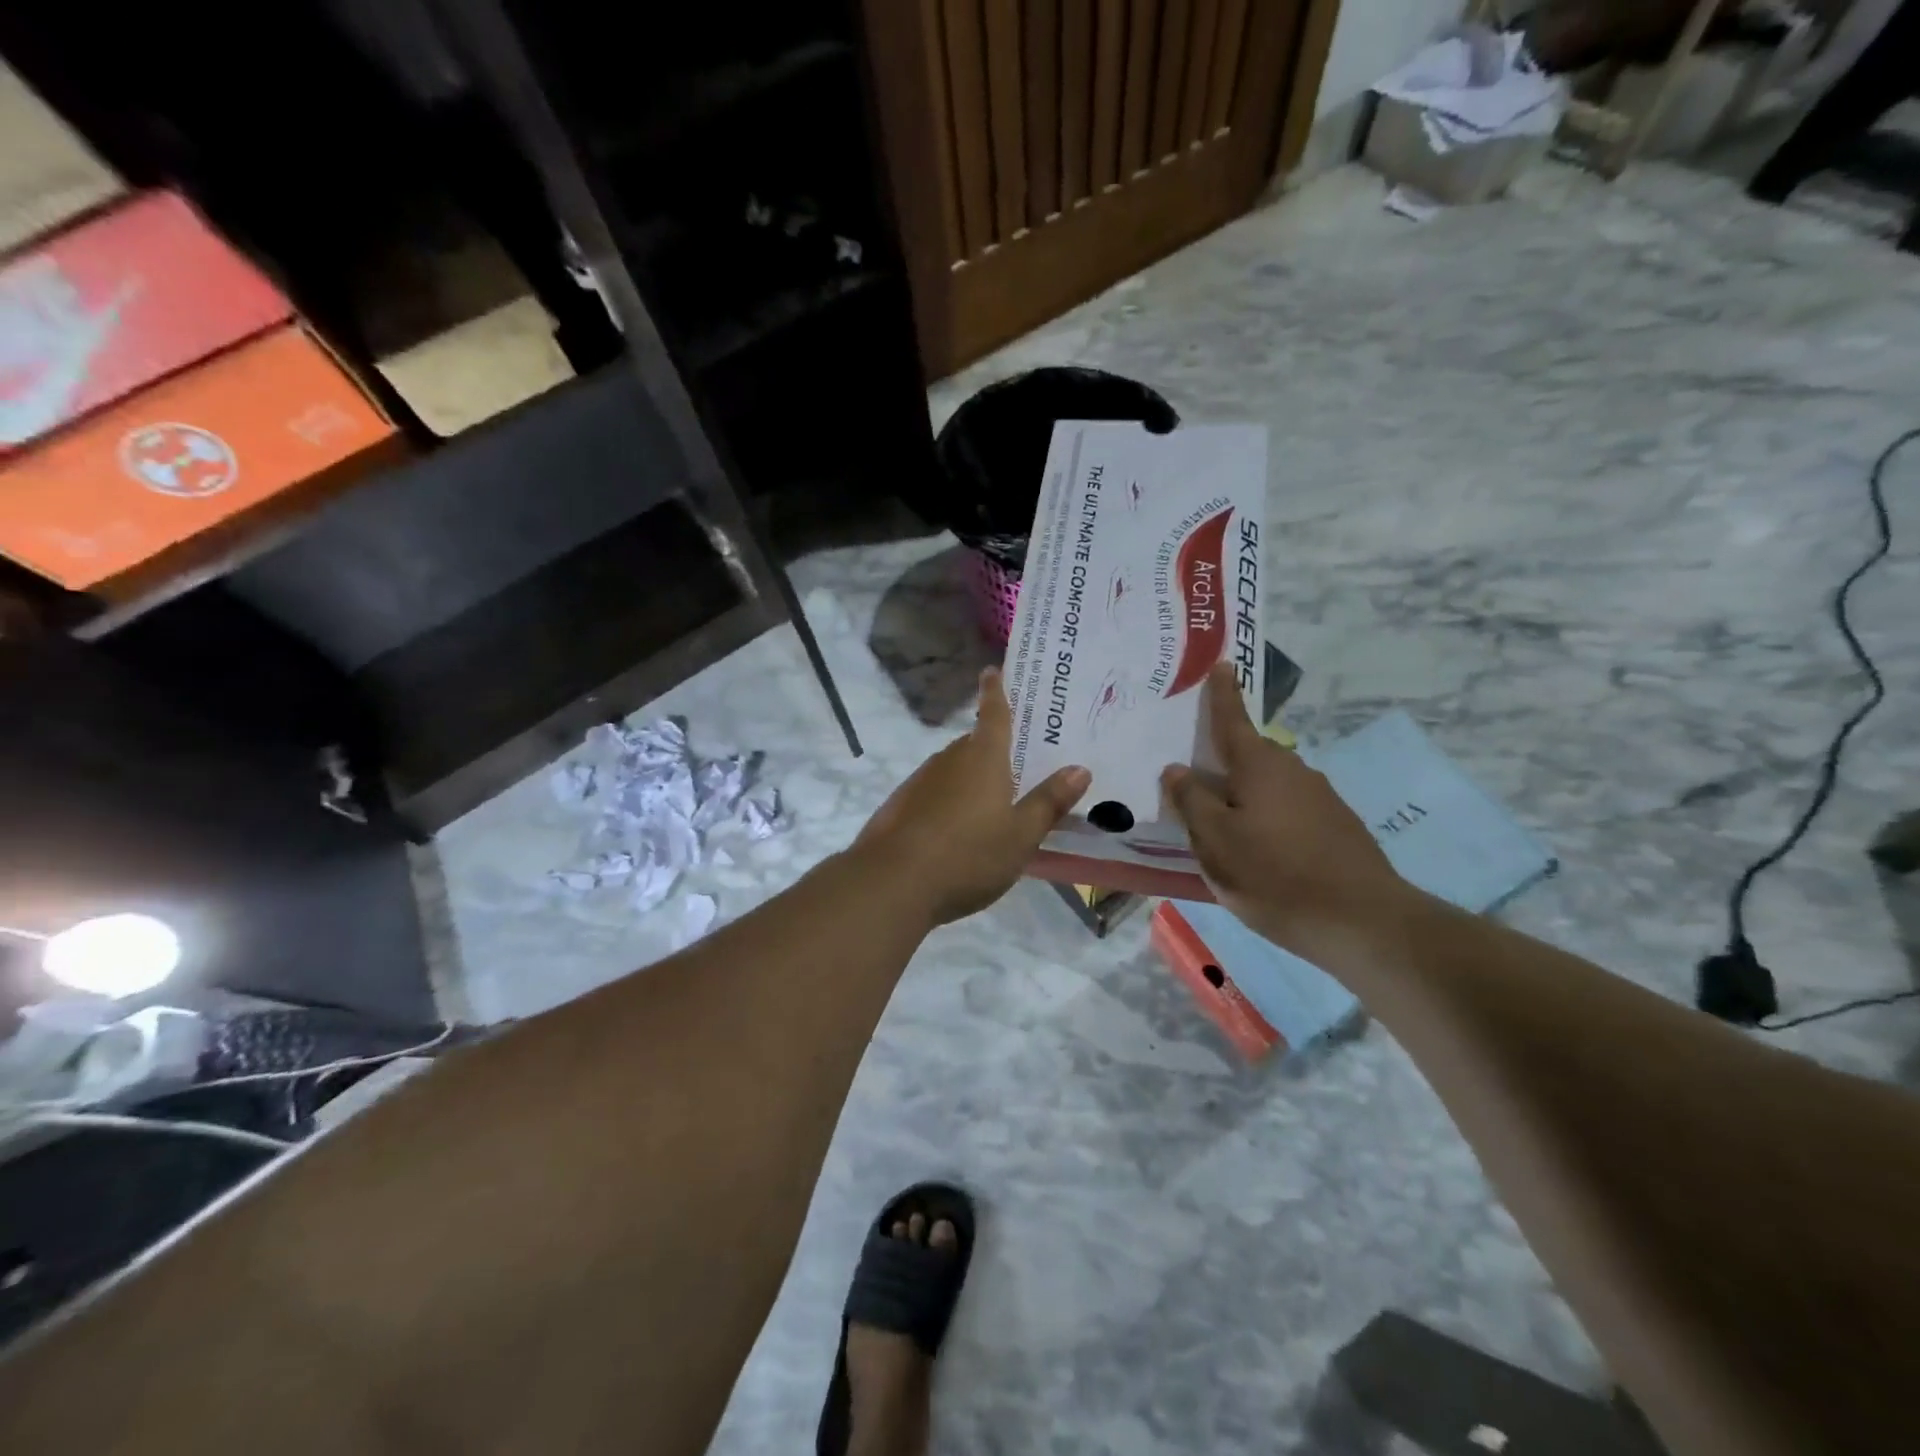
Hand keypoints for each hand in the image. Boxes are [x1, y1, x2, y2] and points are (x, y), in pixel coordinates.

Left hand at [858, 668, 1089, 924]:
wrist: (891, 883)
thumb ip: (1049, 802)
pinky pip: (934, 794)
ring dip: (970, 781)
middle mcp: (949, 760)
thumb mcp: (1020, 835)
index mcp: (983, 758)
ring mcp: (920, 782)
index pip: (993, 714)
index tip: (992, 670)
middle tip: (1016, 764)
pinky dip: (948, 803)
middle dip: (993, 750)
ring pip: (953, 771)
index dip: (996, 691)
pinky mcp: (900, 806)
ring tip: (990, 808)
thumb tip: (1079, 769)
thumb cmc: (967, 855)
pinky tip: (955, 833)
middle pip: (974, 745)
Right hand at [1162, 664, 1406, 956]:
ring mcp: (1320, 799)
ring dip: (1243, 795)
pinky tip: (1260, 851)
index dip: (1222, 694)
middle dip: (1222, 761)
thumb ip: (1191, 801)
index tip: (1222, 663)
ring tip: (1221, 826)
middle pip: (1248, 756)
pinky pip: (1287, 810)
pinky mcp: (1337, 827)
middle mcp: (1293, 771)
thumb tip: (1177, 769)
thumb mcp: (1215, 841)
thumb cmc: (1274, 876)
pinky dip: (1266, 818)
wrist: (1363, 922)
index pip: (1232, 720)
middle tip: (1193, 777)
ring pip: (1268, 786)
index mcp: (1259, 766)